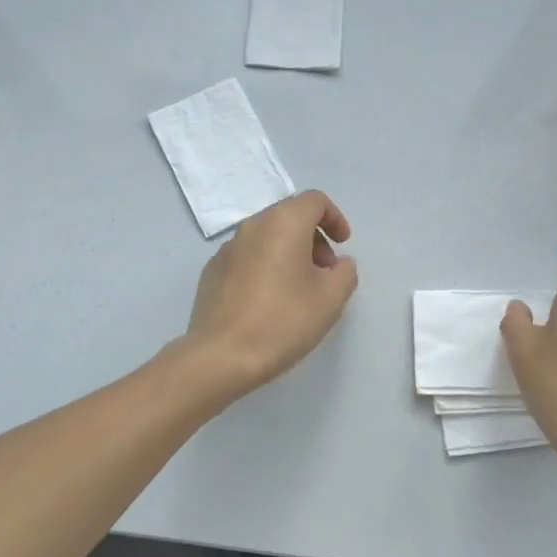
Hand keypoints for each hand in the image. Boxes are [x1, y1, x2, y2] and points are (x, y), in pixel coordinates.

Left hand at [182, 190, 358, 399]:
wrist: (221, 356)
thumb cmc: (283, 321)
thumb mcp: (331, 299)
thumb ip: (345, 273)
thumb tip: (338, 264)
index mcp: (283, 223)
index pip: (314, 201)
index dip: (335, 218)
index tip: (343, 245)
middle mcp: (253, 226)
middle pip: (290, 216)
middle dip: (313, 238)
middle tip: (325, 271)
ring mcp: (227, 248)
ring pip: (267, 237)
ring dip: (289, 253)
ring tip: (298, 290)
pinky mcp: (212, 271)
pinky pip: (247, 257)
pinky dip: (265, 266)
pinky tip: (268, 301)